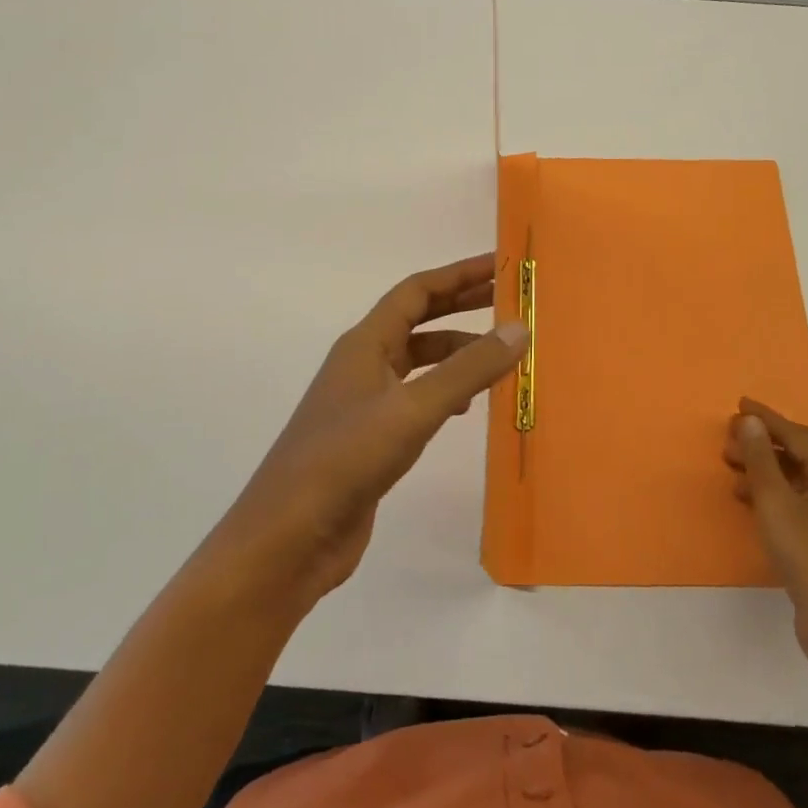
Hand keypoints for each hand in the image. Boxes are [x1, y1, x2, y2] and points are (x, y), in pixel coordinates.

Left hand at [205, 254, 527, 611]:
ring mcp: (364, 402)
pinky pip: (416, 397)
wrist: (287, 540)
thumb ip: (468, 370)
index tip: (502, 268)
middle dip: (463, 306)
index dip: (459, 274)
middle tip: (511, 303)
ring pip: (418, 361)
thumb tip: (520, 328)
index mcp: (365, 343)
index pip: (417, 291)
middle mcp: (363, 363)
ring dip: (457, 352)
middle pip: (419, 320)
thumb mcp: (413, 410)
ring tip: (499, 357)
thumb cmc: (344, 460)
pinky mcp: (370, 438)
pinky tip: (465, 408)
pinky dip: (445, 391)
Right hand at [726, 398, 807, 680]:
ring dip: (765, 470)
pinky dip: (774, 495)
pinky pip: (800, 502)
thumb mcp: (777, 502)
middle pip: (801, 455)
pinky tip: (750, 500)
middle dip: (763, 445)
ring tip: (732, 468)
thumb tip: (751, 421)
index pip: (799, 435)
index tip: (739, 404)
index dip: (767, 419)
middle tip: (727, 441)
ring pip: (799, 480)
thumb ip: (762, 457)